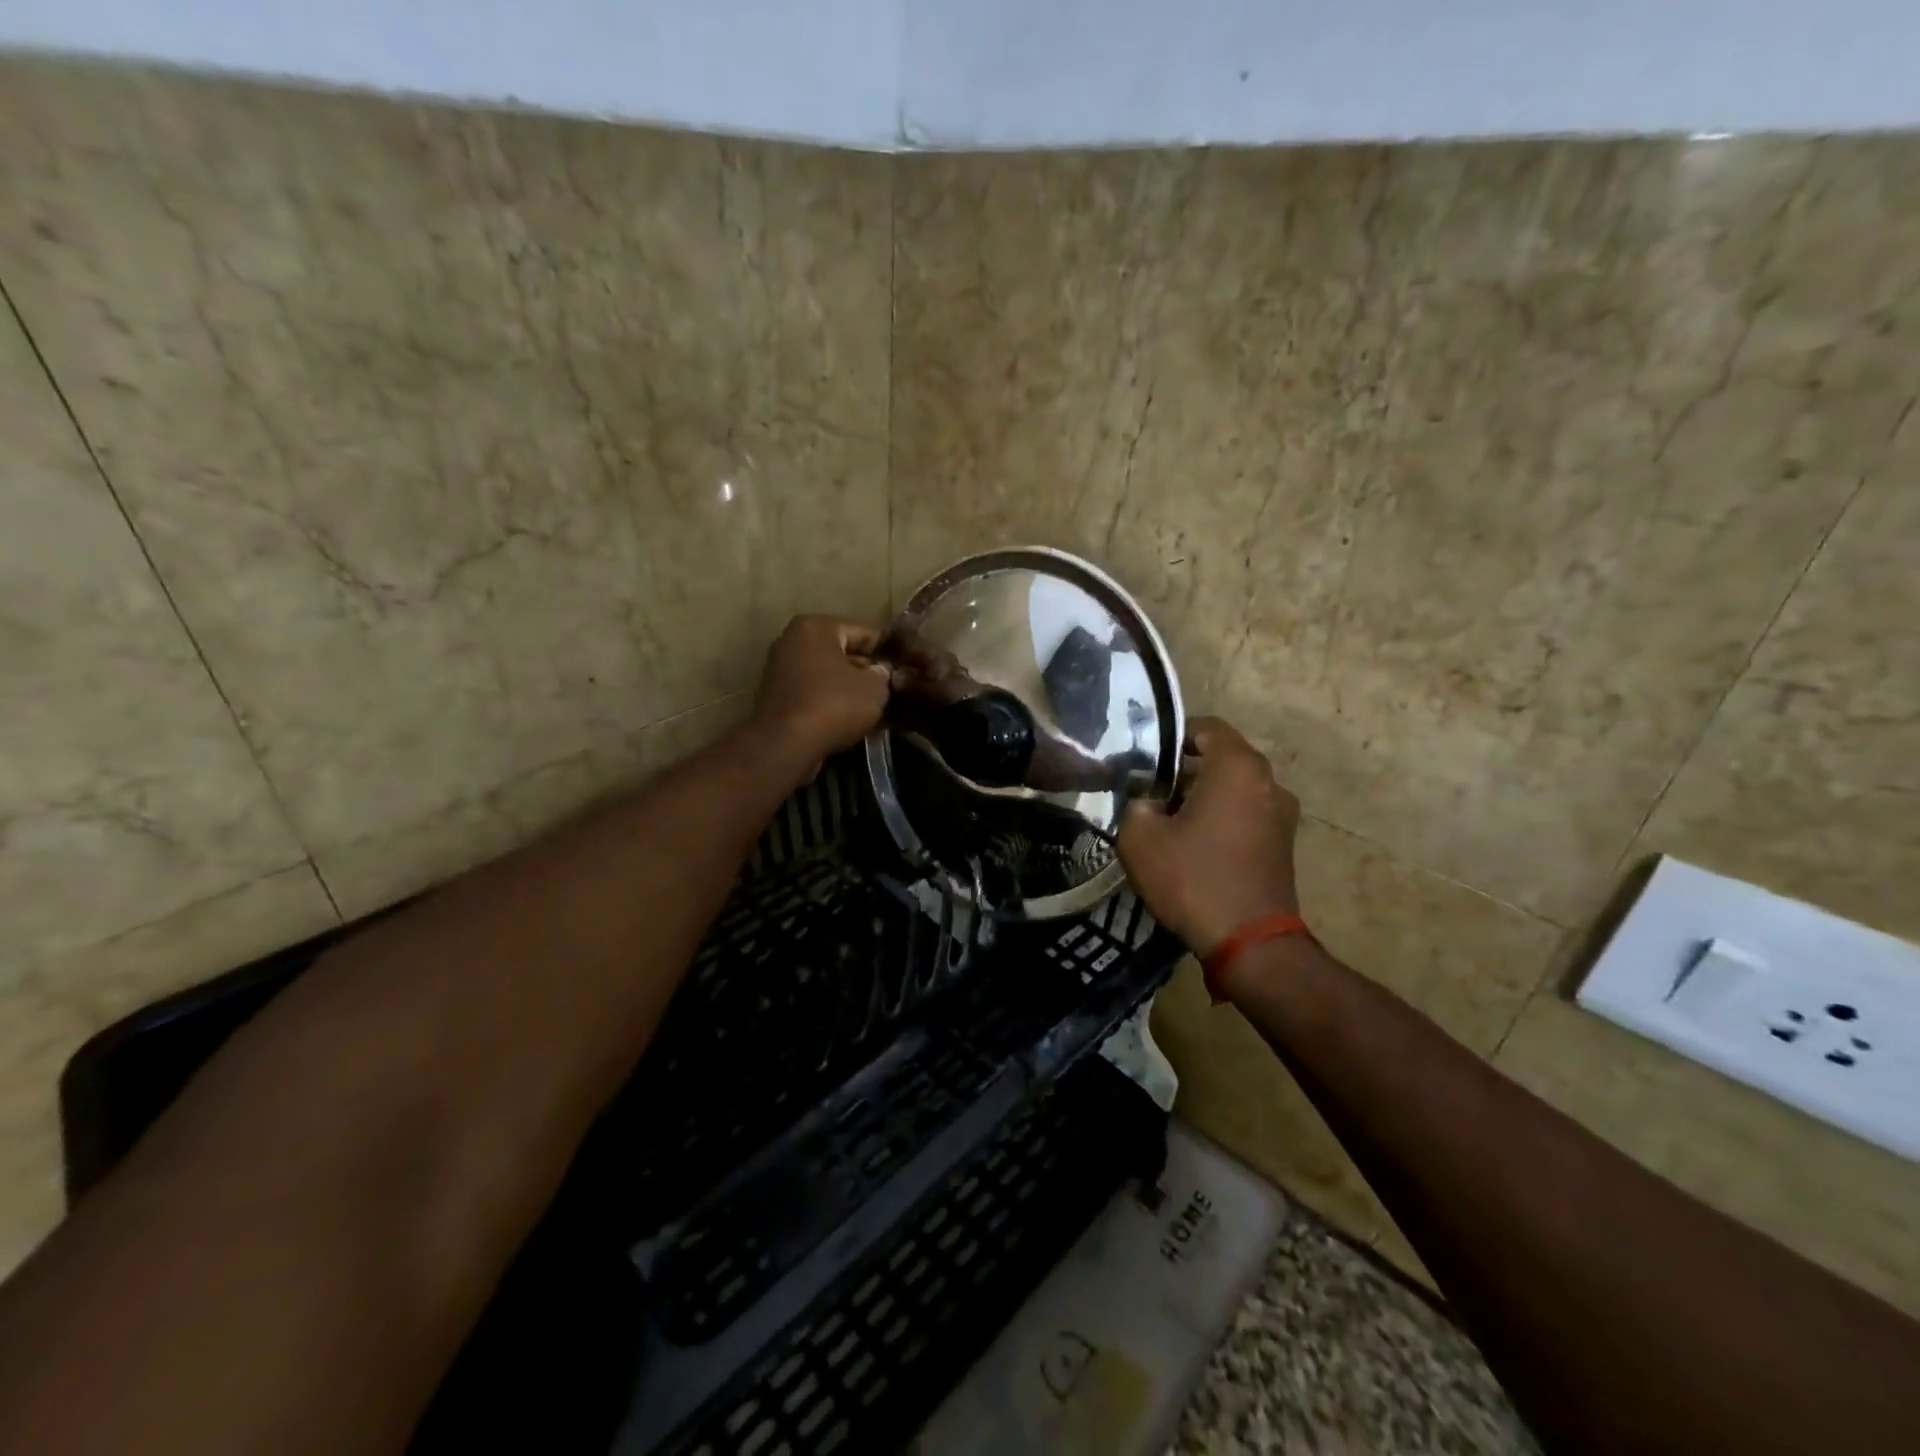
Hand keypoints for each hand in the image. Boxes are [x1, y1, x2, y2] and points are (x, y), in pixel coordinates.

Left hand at [751, 616, 891, 771]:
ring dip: (848, 687)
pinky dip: (830, 701)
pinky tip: (850, 717)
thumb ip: (883, 674)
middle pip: (842, 652)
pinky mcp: (776, 696)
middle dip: (865, 669)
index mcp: (816, 626)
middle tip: (891, 688)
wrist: (786, 744)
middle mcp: (792, 640)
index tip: (903, 668)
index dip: (887, 651)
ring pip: (827, 674)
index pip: (864, 632)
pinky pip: (813, 691)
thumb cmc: (834, 704)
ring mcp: (780, 668)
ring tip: (874, 705)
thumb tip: (880, 672)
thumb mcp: (875, 687)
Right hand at [1117, 717, 1300, 955]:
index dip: (1172, 736)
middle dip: (1184, 770)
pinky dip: (1222, 819)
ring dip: (1203, 797)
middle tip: (1150, 792)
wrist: (1250, 942)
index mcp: (1237, 767)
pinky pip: (1246, 814)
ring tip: (1169, 822)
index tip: (1146, 759)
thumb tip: (1148, 802)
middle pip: (1220, 758)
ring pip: (1234, 788)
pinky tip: (1194, 846)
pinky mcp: (1284, 844)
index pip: (1205, 727)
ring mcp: (1282, 814)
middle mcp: (1268, 781)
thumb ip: (1136, 804)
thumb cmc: (1193, 878)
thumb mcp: (1140, 838)